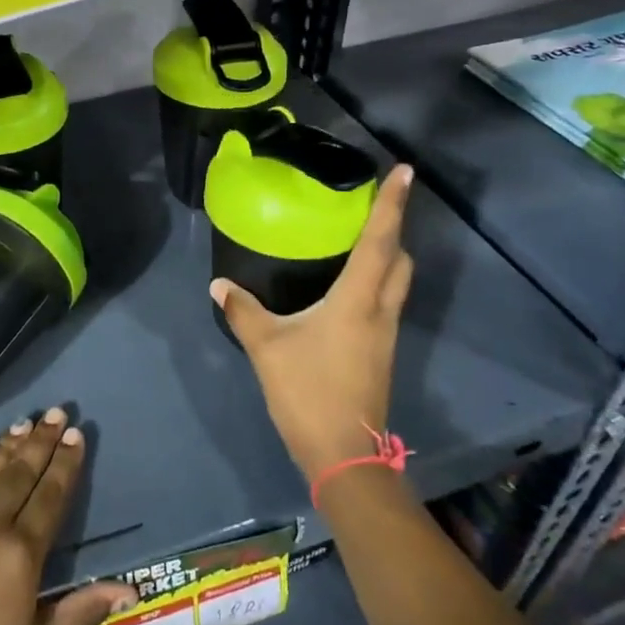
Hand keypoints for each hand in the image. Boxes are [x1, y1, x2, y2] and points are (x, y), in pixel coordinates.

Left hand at [0, 408, 136, 624]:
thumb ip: (80, 611)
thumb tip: (129, 589)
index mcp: (20, 554)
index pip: (49, 497)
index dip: (64, 464)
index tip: (76, 435)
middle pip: (20, 473)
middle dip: (41, 441)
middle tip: (56, 413)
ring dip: (7, 445)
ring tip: (24, 423)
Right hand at [212, 165, 414, 478]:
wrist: (342, 452)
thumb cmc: (307, 391)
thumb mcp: (266, 347)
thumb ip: (243, 311)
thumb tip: (219, 284)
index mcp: (357, 300)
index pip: (379, 242)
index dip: (392, 205)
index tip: (405, 172)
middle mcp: (380, 311)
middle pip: (400, 260)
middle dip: (394, 230)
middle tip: (374, 208)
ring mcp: (385, 335)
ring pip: (397, 283)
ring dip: (388, 257)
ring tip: (362, 241)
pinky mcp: (380, 353)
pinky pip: (385, 304)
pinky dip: (376, 283)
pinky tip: (349, 290)